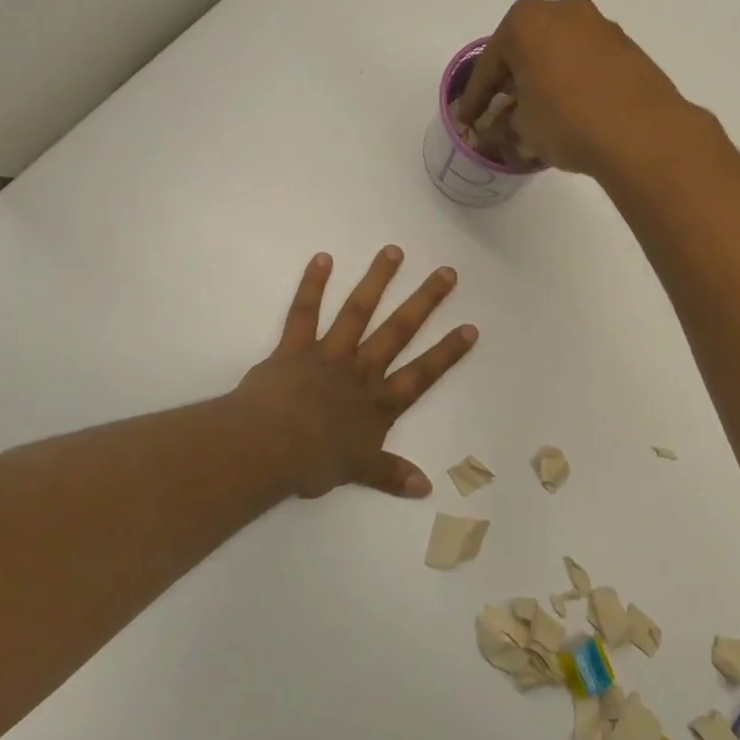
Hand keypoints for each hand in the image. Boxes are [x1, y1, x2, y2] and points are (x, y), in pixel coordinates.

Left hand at [235, 247, 477, 498]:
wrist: (269, 447)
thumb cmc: (315, 462)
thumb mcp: (358, 471)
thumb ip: (391, 474)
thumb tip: (426, 487)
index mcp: (378, 403)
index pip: (422, 374)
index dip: (447, 352)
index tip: (470, 327)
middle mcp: (361, 371)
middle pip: (398, 331)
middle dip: (424, 302)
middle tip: (446, 272)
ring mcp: (329, 355)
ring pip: (357, 312)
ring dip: (376, 281)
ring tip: (393, 251)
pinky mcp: (295, 347)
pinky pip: (305, 313)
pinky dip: (313, 285)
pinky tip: (323, 258)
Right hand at [454, 0, 693, 176]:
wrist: (642, 133)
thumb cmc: (567, 121)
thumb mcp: (522, 128)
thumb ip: (502, 124)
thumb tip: (496, 129)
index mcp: (526, 21)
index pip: (489, 65)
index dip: (475, 99)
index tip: (466, 122)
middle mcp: (563, 10)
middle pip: (525, 50)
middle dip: (511, 82)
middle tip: (499, 112)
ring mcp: (600, 25)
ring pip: (558, 53)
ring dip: (544, 80)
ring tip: (538, 114)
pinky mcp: (627, 47)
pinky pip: (586, 63)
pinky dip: (573, 82)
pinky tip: (571, 110)